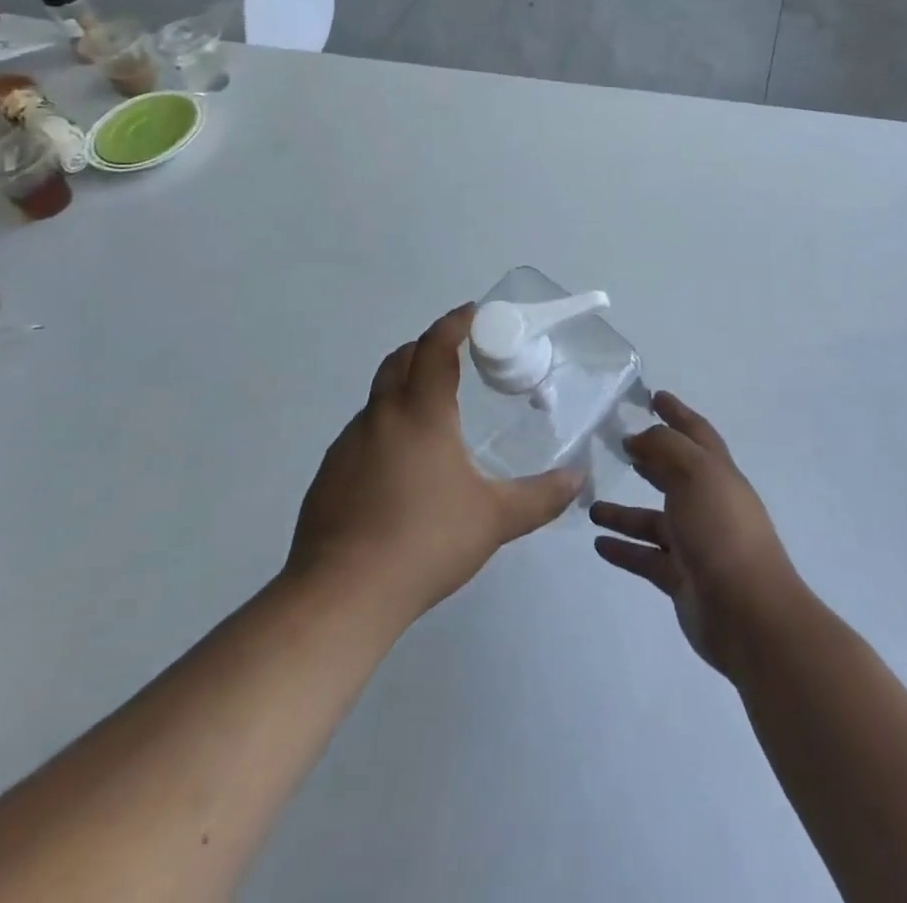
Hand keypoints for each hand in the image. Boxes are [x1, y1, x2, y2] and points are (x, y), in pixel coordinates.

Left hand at [287, 304, 579, 625]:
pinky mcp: (328, 474)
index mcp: (421, 414)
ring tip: (431, 417)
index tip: (473, 313)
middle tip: (454, 355)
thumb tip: (578, 478)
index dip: (455, 323)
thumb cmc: (426, 542)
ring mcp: (348, 444)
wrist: (343, 594)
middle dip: (426, 346)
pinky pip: (361, 434)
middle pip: (400, 360)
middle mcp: (381, 417)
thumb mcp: (495, 519)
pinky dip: (384, 429)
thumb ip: (541, 496)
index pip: (436, 348)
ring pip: (377, 397)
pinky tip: (399, 468)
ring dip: (403, 388)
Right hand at [592, 392, 805, 680]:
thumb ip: (665, 448)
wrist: (748, 614)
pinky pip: (645, 556)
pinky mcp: (680, 577)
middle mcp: (707, 503)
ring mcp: (694, 542)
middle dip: (650, 457)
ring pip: (652, 519)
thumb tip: (639, 438)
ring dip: (624, 511)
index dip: (677, 413)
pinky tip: (598, 543)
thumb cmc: (721, 530)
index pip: (695, 433)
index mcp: (717, 473)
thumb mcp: (695, 473)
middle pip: (674, 473)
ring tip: (590, 504)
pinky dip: (623, 548)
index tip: (654, 396)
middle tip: (617, 445)